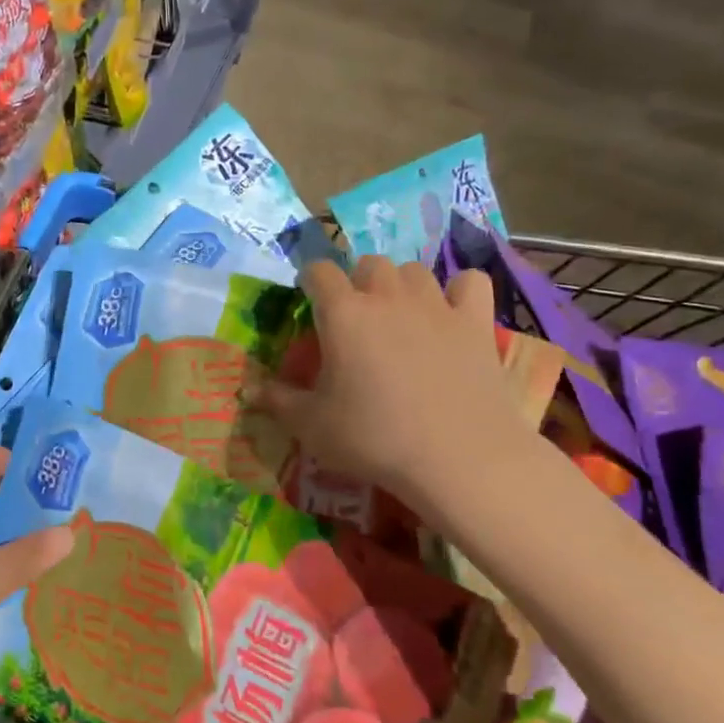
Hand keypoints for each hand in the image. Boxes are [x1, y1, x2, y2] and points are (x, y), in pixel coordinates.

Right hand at [253, 257, 540, 525]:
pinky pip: (470, 282)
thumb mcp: (312, 426)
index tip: (308, 301)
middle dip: (357, 282)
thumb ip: (278, 401)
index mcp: (342, 313)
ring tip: (399, 315)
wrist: (459, 458)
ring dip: (401, 285)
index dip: (310, 281)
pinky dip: (459, 291)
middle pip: (368, 263)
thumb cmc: (374, 439)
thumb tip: (248, 390)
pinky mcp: (475, 322)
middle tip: (354, 317)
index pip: (318, 271)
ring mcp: (436, 305)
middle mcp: (387, 296)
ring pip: (413, 270)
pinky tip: (452, 312)